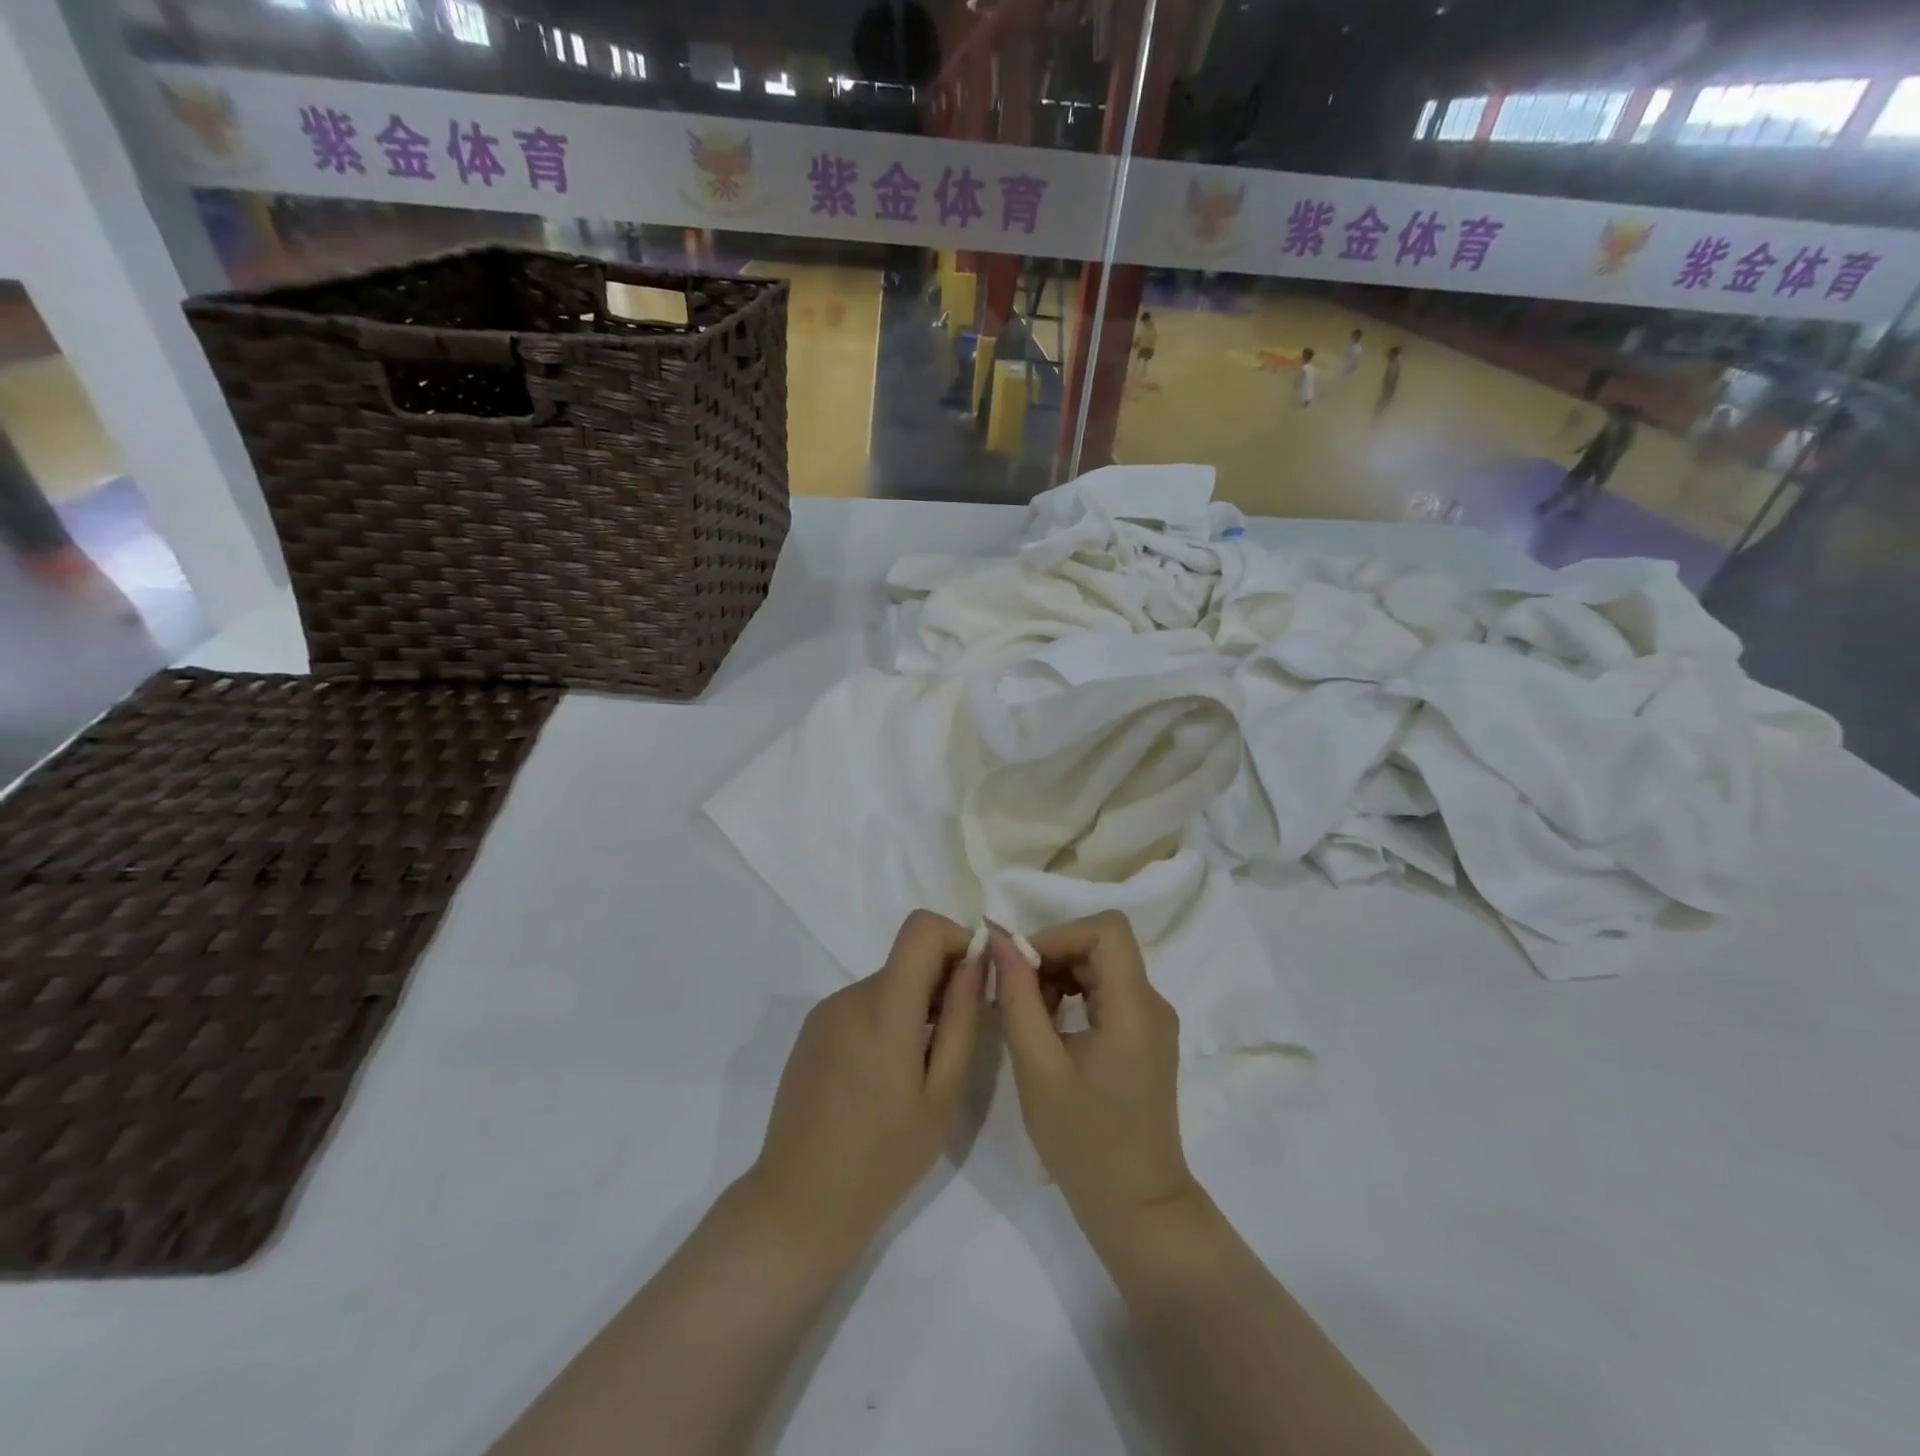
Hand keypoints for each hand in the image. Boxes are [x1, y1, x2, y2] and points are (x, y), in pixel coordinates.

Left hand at [747, 910, 983, 1264]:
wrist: (801, 1202)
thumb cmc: (884, 1157)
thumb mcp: (942, 1094)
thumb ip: (962, 1018)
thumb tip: (977, 961)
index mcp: (884, 1008)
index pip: (921, 928)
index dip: (956, 938)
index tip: (974, 979)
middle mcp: (850, 996)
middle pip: (906, 959)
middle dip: (940, 982)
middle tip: (955, 1040)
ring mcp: (826, 1012)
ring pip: (887, 984)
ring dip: (914, 1006)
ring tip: (918, 1069)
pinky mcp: (812, 1031)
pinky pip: (862, 1005)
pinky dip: (886, 1020)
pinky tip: (885, 1077)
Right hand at [990, 913, 1199, 1242]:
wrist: (1136, 1207)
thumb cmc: (1083, 1141)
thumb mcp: (1037, 1066)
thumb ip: (1017, 996)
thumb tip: (999, 939)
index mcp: (1135, 1006)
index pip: (1106, 929)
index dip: (1060, 934)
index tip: (1022, 966)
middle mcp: (1153, 1003)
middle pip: (1103, 945)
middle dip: (1054, 956)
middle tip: (1016, 995)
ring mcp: (1153, 1022)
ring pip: (1103, 966)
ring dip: (1061, 976)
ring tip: (1028, 1015)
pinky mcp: (1146, 1038)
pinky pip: (1109, 993)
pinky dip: (1075, 995)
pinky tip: (1049, 1028)